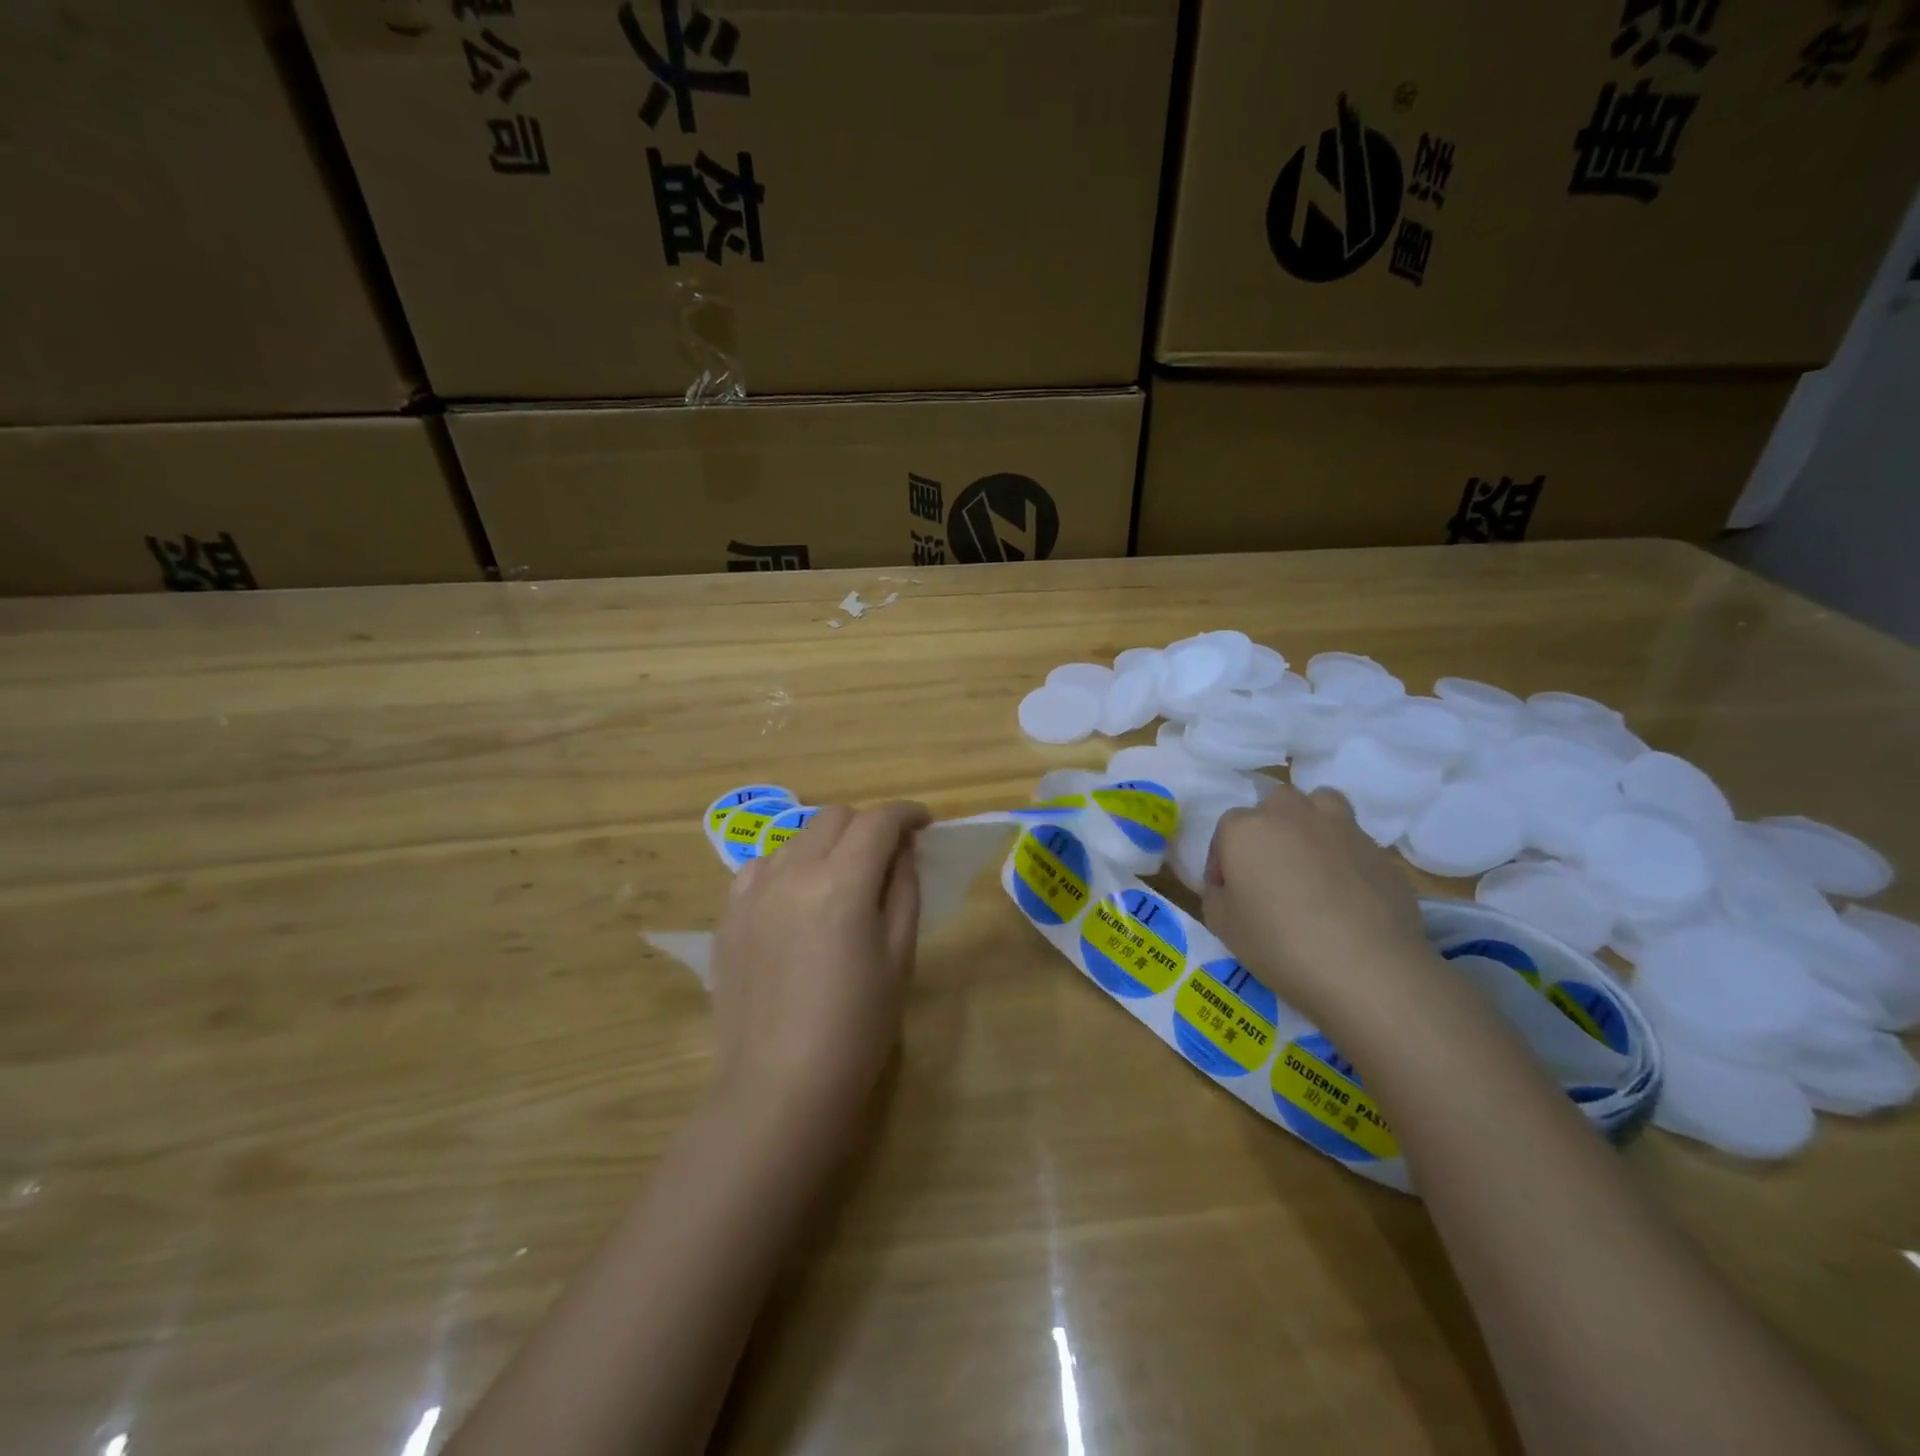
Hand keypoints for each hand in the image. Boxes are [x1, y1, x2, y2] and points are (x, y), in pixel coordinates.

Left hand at [709, 802, 930, 1129]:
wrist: (780, 1086)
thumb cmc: (856, 1027)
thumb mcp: (899, 957)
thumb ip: (903, 890)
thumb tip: (902, 849)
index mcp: (841, 884)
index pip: (878, 822)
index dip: (907, 813)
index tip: (924, 823)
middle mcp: (792, 873)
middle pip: (834, 818)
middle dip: (868, 825)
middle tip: (886, 855)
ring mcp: (752, 892)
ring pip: (796, 838)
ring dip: (827, 844)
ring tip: (841, 879)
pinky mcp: (728, 916)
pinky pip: (761, 867)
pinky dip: (788, 867)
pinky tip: (797, 899)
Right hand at [1203, 786, 1439, 1035]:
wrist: (1366, 969)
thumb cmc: (1279, 944)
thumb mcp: (1222, 926)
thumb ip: (1217, 893)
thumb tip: (1230, 884)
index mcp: (1246, 829)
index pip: (1225, 830)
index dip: (1223, 861)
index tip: (1229, 892)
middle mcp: (1292, 815)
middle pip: (1275, 804)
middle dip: (1269, 828)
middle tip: (1271, 869)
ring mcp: (1341, 828)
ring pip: (1322, 804)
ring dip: (1312, 823)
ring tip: (1312, 861)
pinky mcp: (1380, 852)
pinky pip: (1355, 842)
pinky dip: (1347, 857)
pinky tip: (1349, 893)